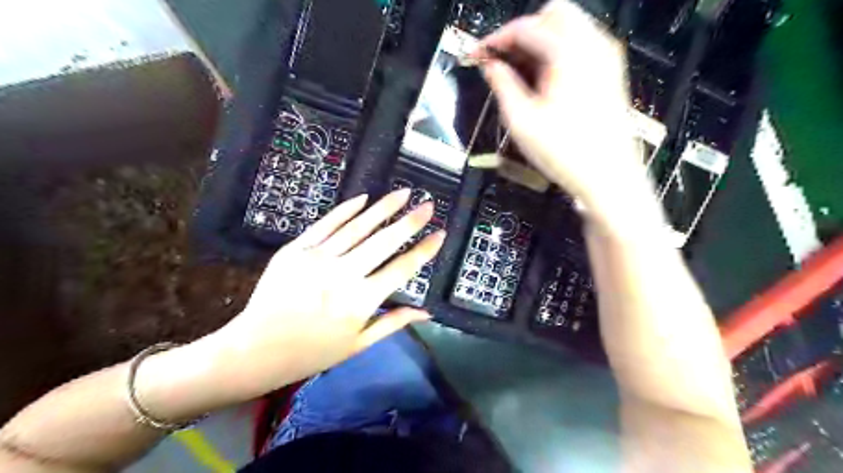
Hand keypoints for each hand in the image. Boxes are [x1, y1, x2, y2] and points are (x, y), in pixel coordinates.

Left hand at [208, 189, 443, 399]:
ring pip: (358, 226)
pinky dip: (346, 209)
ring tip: (403, 193)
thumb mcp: (358, 344)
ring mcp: (318, 258)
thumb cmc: (312, 352)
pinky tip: (364, 198)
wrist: (255, 350)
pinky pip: (326, 224)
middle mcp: (344, 275)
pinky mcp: (296, 249)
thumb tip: (426, 312)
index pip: (402, 268)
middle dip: (410, 221)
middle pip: (384, 241)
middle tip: (428, 204)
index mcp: (361, 301)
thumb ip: (393, 323)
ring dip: (383, 207)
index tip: (440, 233)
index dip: (424, 250)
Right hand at [474, 0, 650, 223]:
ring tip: (518, 73)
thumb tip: (491, 67)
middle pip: (552, 13)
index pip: (526, 26)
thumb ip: (502, 85)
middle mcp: (594, 46)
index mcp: (569, 54)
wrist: (608, 177)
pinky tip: (542, 81)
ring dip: (539, 41)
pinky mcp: (610, 72)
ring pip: (568, 26)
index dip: (496, 38)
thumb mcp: (522, 121)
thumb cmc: (567, 153)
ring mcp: (606, 58)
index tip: (479, 53)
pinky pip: (580, 45)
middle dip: (522, 32)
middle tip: (502, 59)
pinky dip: (556, 52)